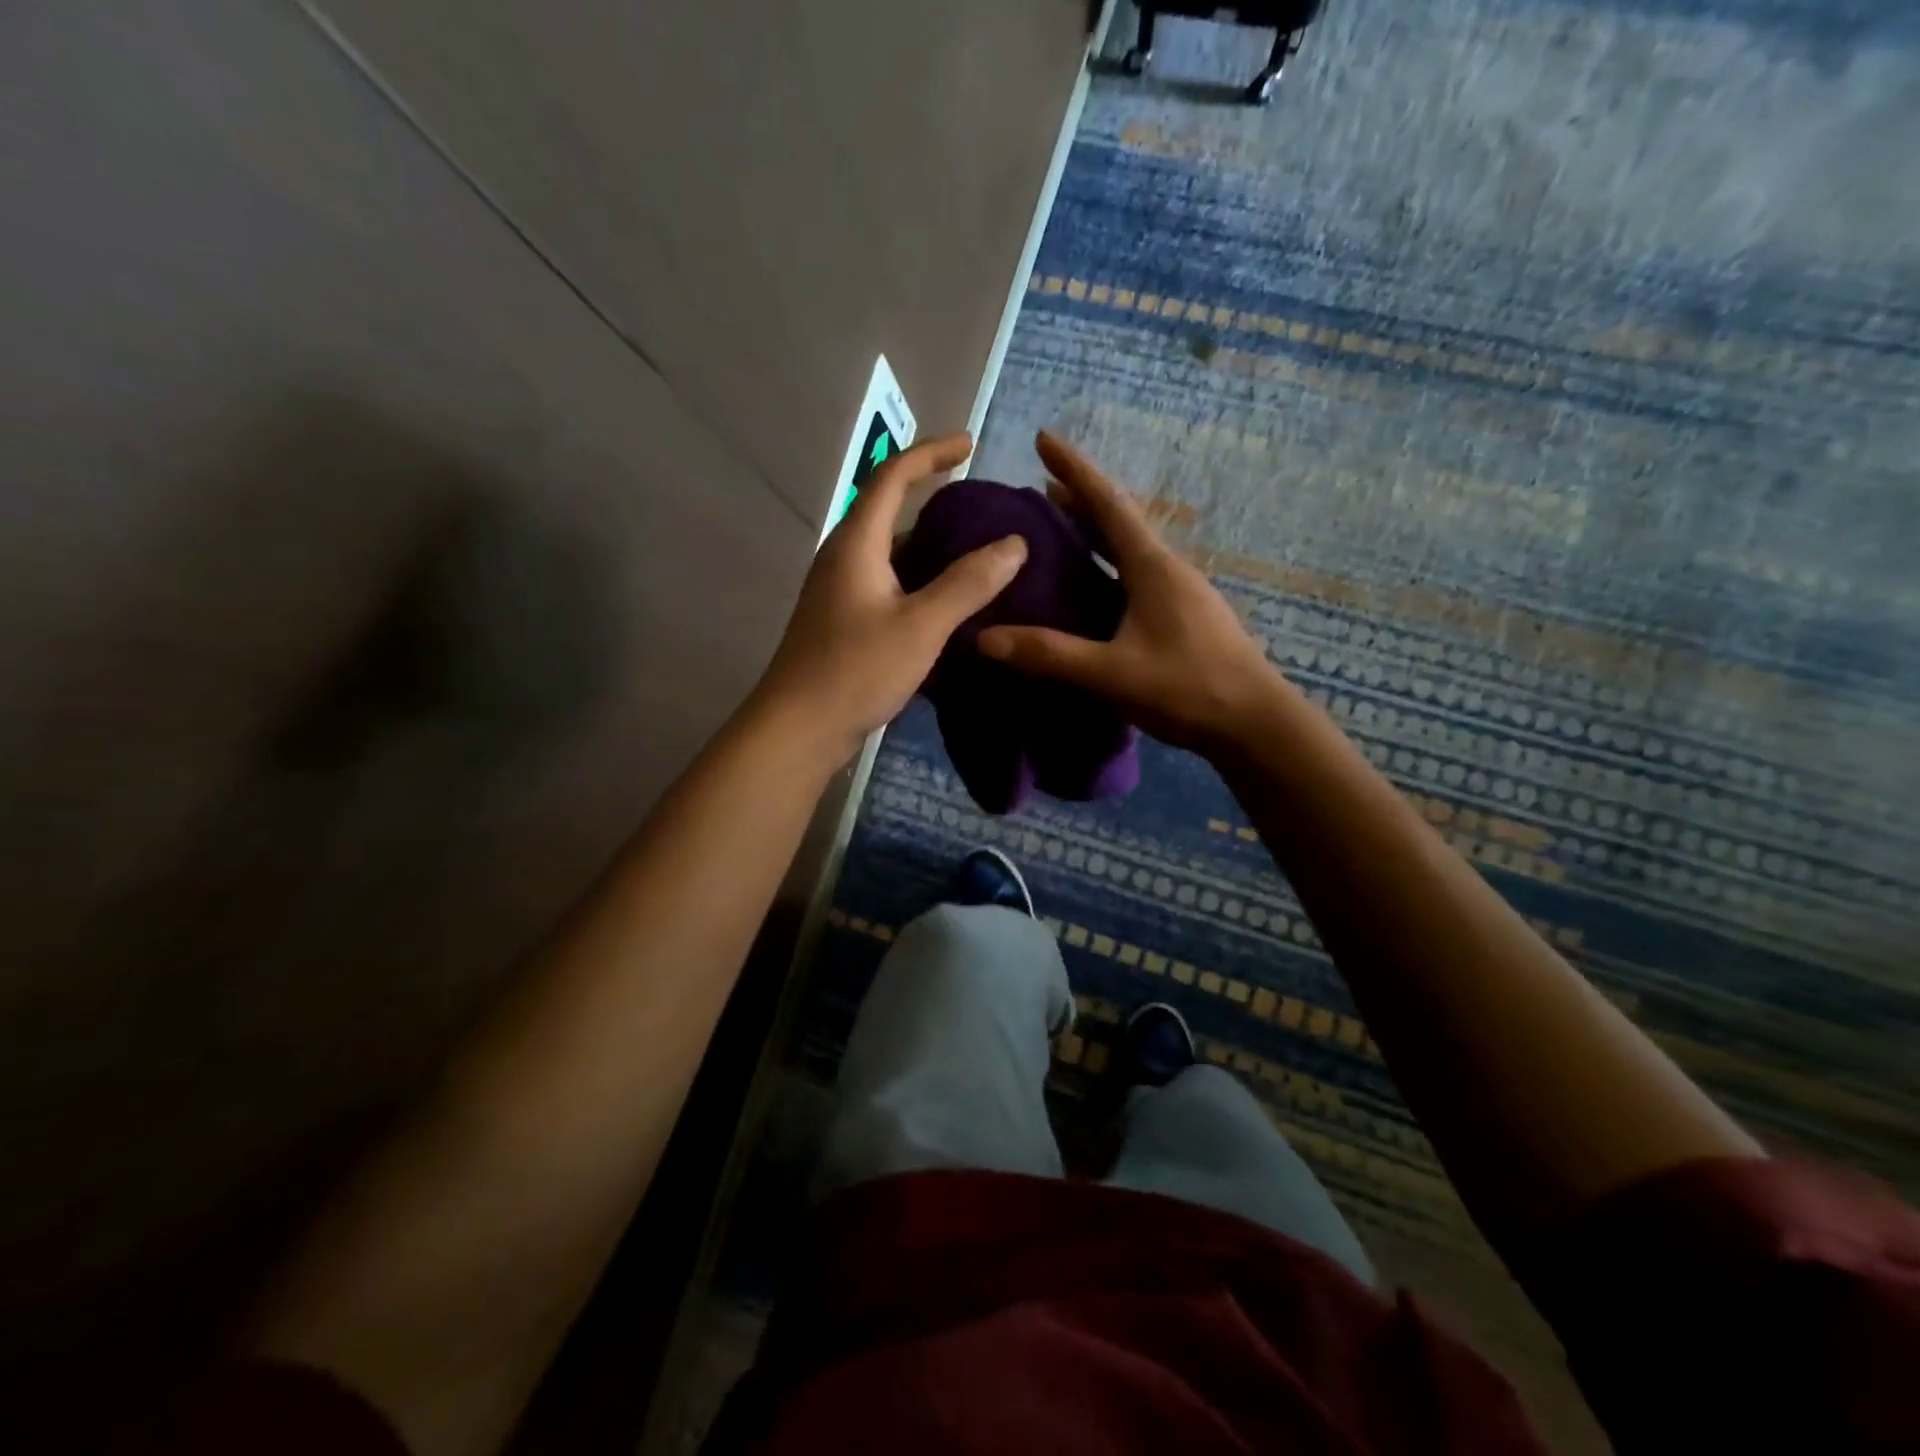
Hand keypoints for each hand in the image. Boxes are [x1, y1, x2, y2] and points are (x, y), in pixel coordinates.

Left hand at [752, 431, 1027, 765]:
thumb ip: (968, 583)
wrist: (798, 728)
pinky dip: (919, 582)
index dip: (931, 453)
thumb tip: (1014, 544)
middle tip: (982, 508)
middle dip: (934, 500)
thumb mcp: (921, 626)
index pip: (892, 476)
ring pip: (890, 554)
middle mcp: (843, 558)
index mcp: (857, 543)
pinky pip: (887, 585)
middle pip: (889, 512)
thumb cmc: (855, 670)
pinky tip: (947, 604)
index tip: (969, 444)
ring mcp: (839, 592)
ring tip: (976, 555)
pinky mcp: (842, 623)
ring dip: (929, 547)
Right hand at [977, 432, 1279, 756]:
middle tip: (1040, 490)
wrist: (1254, 724)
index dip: (1074, 468)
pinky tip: (1092, 592)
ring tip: (1058, 534)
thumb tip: (984, 638)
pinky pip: (1135, 580)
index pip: (1107, 503)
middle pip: (1117, 523)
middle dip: (1079, 502)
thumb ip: (1049, 655)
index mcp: (1152, 567)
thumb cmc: (1188, 688)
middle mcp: (1167, 570)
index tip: (1043, 437)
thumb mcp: (1111, 673)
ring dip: (1094, 537)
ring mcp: (1179, 595)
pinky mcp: (1183, 620)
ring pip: (1128, 553)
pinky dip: (1106, 570)